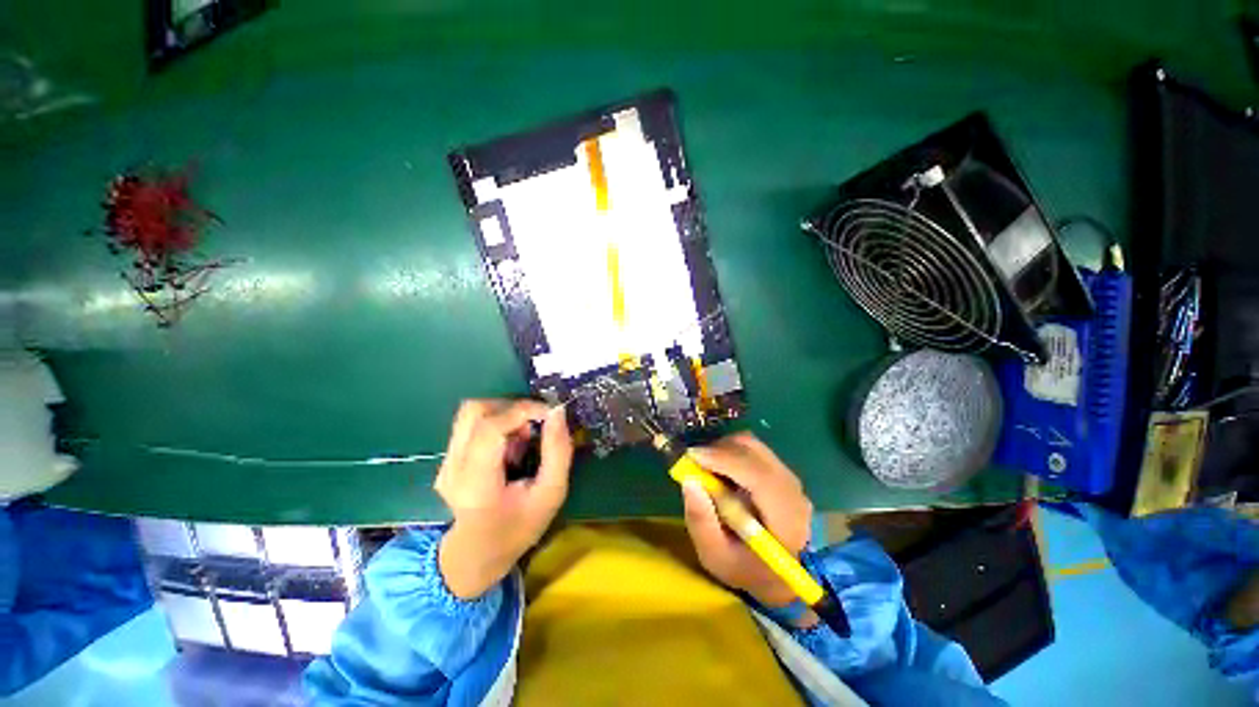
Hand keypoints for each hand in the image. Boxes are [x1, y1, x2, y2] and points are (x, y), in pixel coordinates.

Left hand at [433, 399, 572, 598]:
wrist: (477, 553)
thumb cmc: (519, 527)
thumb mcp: (551, 494)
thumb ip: (558, 452)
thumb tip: (557, 412)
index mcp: (478, 484)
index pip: (490, 429)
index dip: (522, 410)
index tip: (549, 413)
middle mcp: (453, 469)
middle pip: (475, 411)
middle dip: (512, 408)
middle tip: (534, 425)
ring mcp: (445, 463)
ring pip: (471, 413)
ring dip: (503, 414)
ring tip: (522, 437)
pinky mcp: (446, 458)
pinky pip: (471, 424)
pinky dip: (496, 423)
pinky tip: (509, 447)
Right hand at [681, 432, 812, 608]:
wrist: (776, 573)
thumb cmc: (744, 568)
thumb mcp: (715, 556)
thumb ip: (701, 521)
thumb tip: (689, 481)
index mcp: (785, 522)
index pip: (760, 478)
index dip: (726, 461)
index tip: (693, 456)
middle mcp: (794, 493)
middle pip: (755, 453)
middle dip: (719, 450)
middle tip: (693, 461)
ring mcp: (790, 478)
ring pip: (753, 445)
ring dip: (724, 448)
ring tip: (706, 466)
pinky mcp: (781, 470)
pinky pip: (753, 448)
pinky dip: (731, 450)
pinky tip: (720, 468)